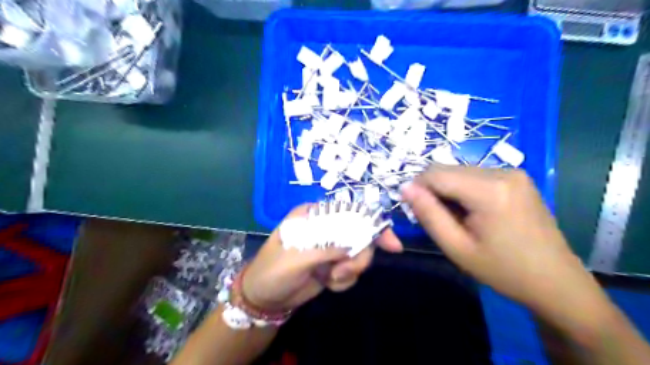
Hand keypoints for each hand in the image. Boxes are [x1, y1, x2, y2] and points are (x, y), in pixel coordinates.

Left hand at [243, 204, 402, 311]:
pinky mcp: (334, 265)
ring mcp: (331, 247)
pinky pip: (352, 270)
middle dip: (359, 256)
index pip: (349, 212)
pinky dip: (344, 280)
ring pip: (359, 255)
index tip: (392, 244)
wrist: (265, 298)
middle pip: (360, 234)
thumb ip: (326, 248)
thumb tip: (354, 246)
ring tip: (331, 279)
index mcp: (314, 215)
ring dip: (350, 271)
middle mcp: (326, 227)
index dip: (372, 224)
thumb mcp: (297, 258)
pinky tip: (329, 284)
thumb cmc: (273, 271)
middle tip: (343, 272)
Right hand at [405, 165, 607, 316]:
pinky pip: (475, 175)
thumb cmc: (503, 270)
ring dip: (448, 190)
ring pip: (460, 171)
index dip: (417, 188)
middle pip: (448, 169)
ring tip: (456, 218)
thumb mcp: (456, 247)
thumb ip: (428, 214)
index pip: (435, 173)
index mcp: (489, 189)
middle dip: (433, 190)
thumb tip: (405, 188)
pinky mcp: (517, 177)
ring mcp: (513, 172)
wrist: (556, 281)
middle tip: (436, 219)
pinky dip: (463, 190)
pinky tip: (472, 212)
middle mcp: (502, 171)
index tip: (414, 210)